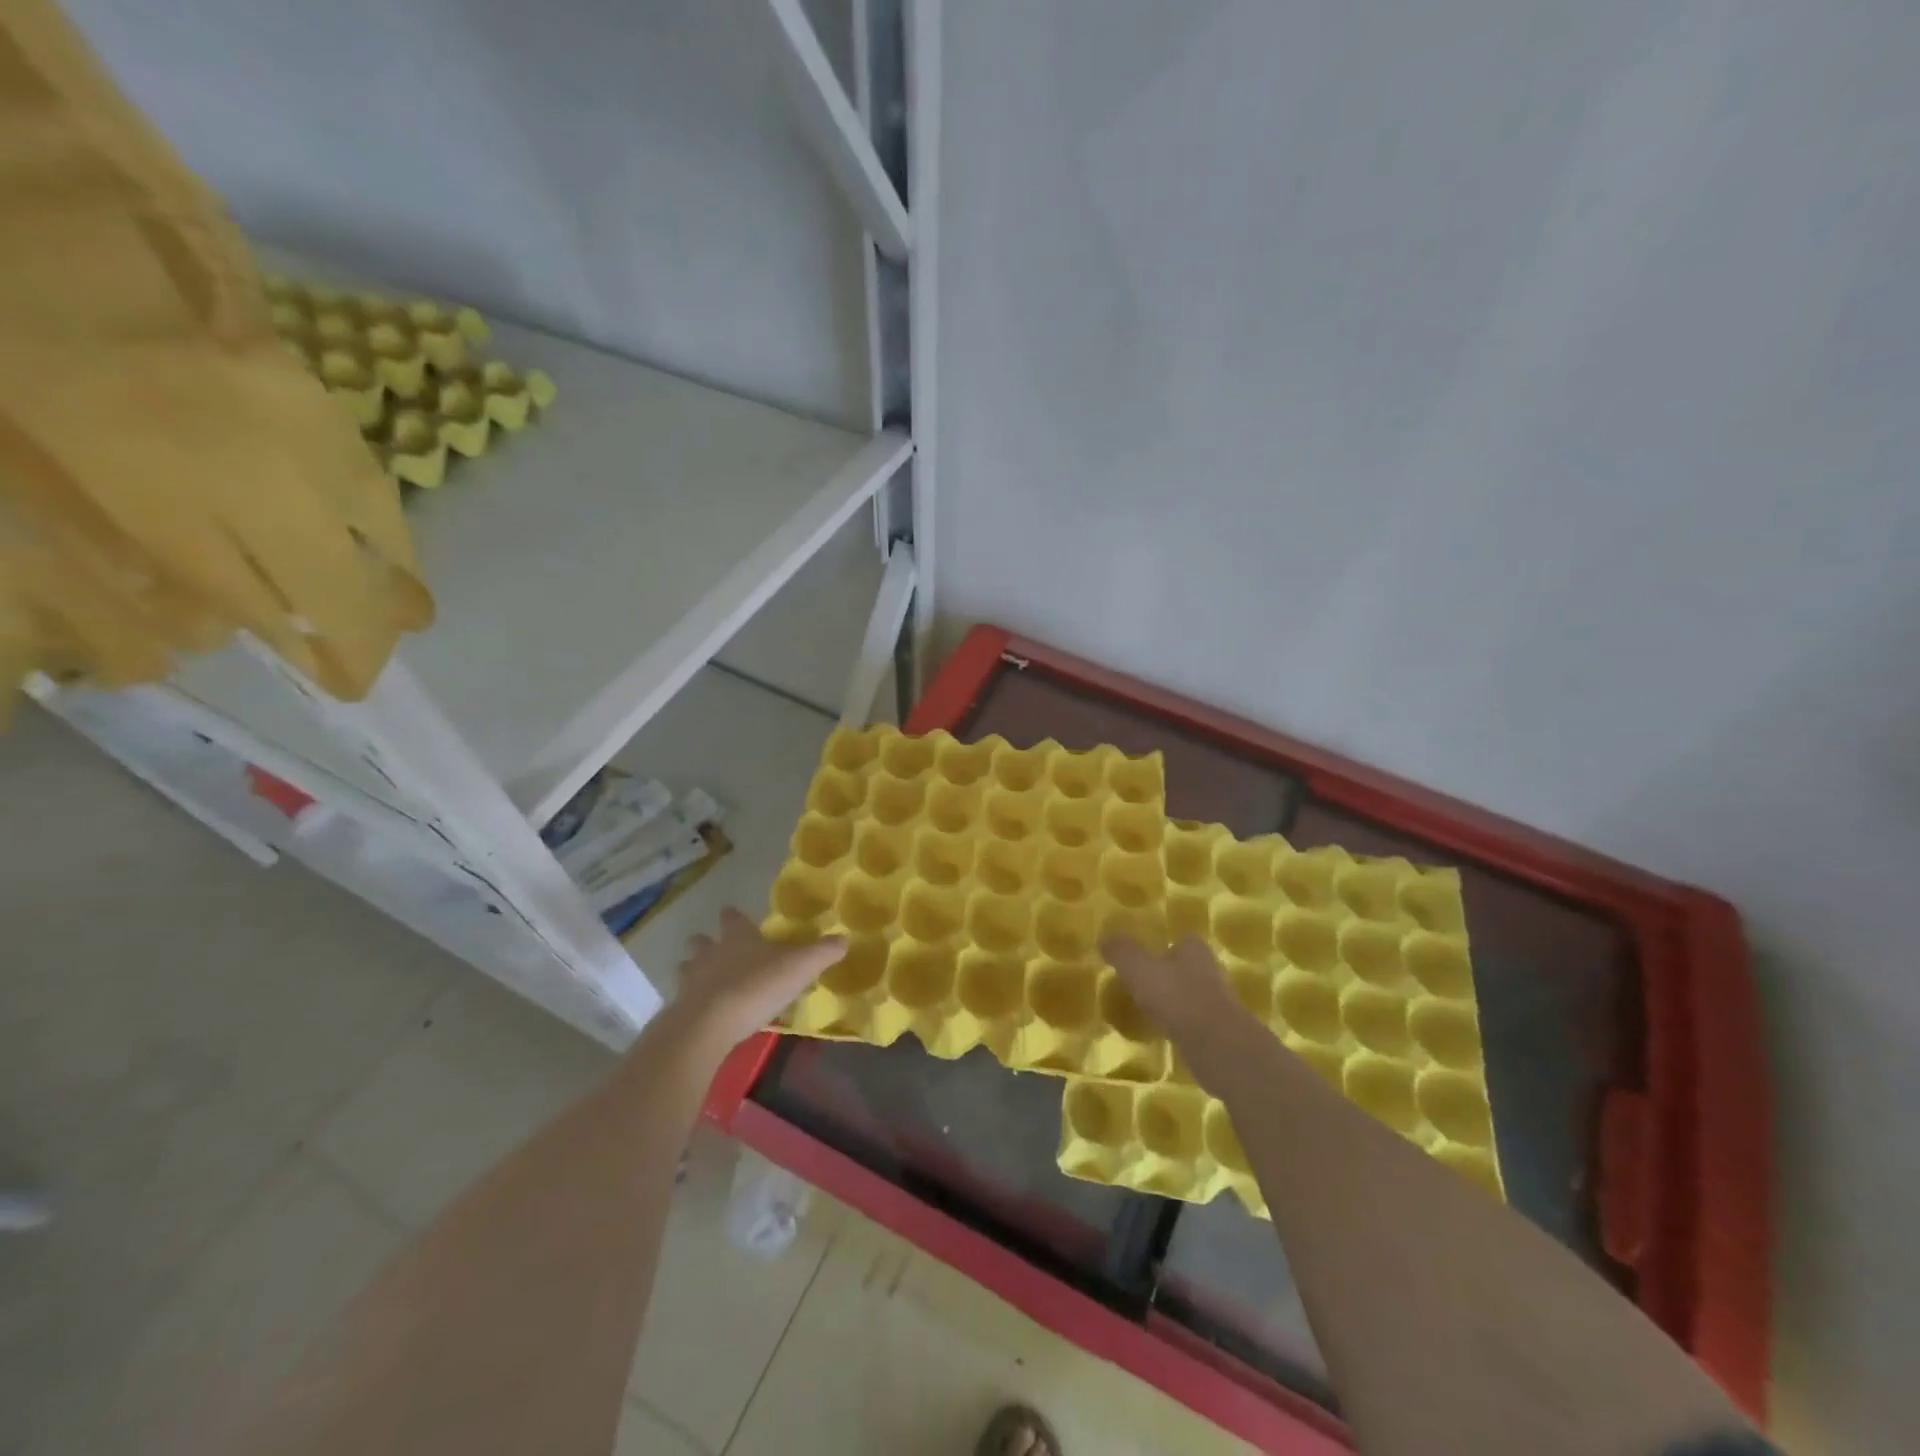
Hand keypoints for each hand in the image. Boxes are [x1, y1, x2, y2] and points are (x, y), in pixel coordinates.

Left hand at [670, 908, 846, 1050]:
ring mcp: (691, 981)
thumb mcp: (800, 967)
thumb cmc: (757, 986)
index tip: (731, 913)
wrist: (709, 1024)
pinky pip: (684, 999)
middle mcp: (711, 953)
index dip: (733, 916)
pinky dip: (691, 1002)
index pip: (733, 918)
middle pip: (702, 941)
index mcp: (738, 937)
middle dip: (705, 942)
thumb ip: (823, 952)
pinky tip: (702, 1012)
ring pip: (687, 967)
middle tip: (713, 947)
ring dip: (693, 970)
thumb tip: (844, 939)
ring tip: (703, 980)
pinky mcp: (680, 1009)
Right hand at [1101, 933, 1246, 1051]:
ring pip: (1190, 995)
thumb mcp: (1139, 969)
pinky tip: (1163, 1032)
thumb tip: (1104, 937)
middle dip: (1169, 974)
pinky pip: (1193, 1022)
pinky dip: (1180, 1025)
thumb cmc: (1177, 998)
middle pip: (1187, 967)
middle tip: (1142, 983)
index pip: (1182, 940)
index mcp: (1194, 951)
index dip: (1164, 946)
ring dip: (1174, 1001)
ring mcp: (1217, 1003)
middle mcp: (1210, 971)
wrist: (1217, 1047)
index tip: (1145, 957)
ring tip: (1149, 1009)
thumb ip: (1122, 952)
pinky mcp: (1219, 1032)